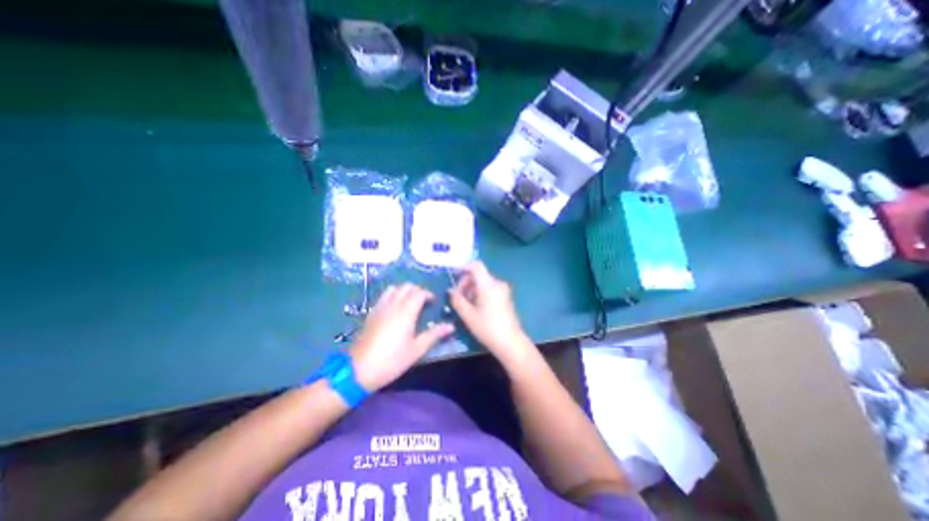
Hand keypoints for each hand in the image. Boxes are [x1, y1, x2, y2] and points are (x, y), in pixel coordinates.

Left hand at [348, 286, 454, 389]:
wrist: (358, 369)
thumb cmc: (392, 360)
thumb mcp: (416, 350)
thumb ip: (434, 335)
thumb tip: (451, 326)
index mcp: (406, 312)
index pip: (419, 292)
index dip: (428, 294)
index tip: (433, 303)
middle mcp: (393, 305)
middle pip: (406, 287)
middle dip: (417, 290)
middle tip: (424, 302)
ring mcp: (380, 307)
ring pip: (394, 289)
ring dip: (404, 291)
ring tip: (410, 303)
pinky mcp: (371, 313)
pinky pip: (384, 296)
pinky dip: (393, 295)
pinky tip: (395, 309)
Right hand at [447, 260, 533, 364]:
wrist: (510, 343)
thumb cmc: (487, 328)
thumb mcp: (468, 315)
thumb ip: (457, 300)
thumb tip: (451, 290)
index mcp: (489, 285)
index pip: (476, 266)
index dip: (463, 267)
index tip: (454, 276)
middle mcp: (498, 283)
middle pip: (479, 275)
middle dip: (466, 283)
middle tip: (458, 297)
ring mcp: (503, 290)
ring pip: (483, 283)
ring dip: (472, 289)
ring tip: (466, 305)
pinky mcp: (506, 297)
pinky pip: (490, 289)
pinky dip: (480, 293)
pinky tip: (476, 307)